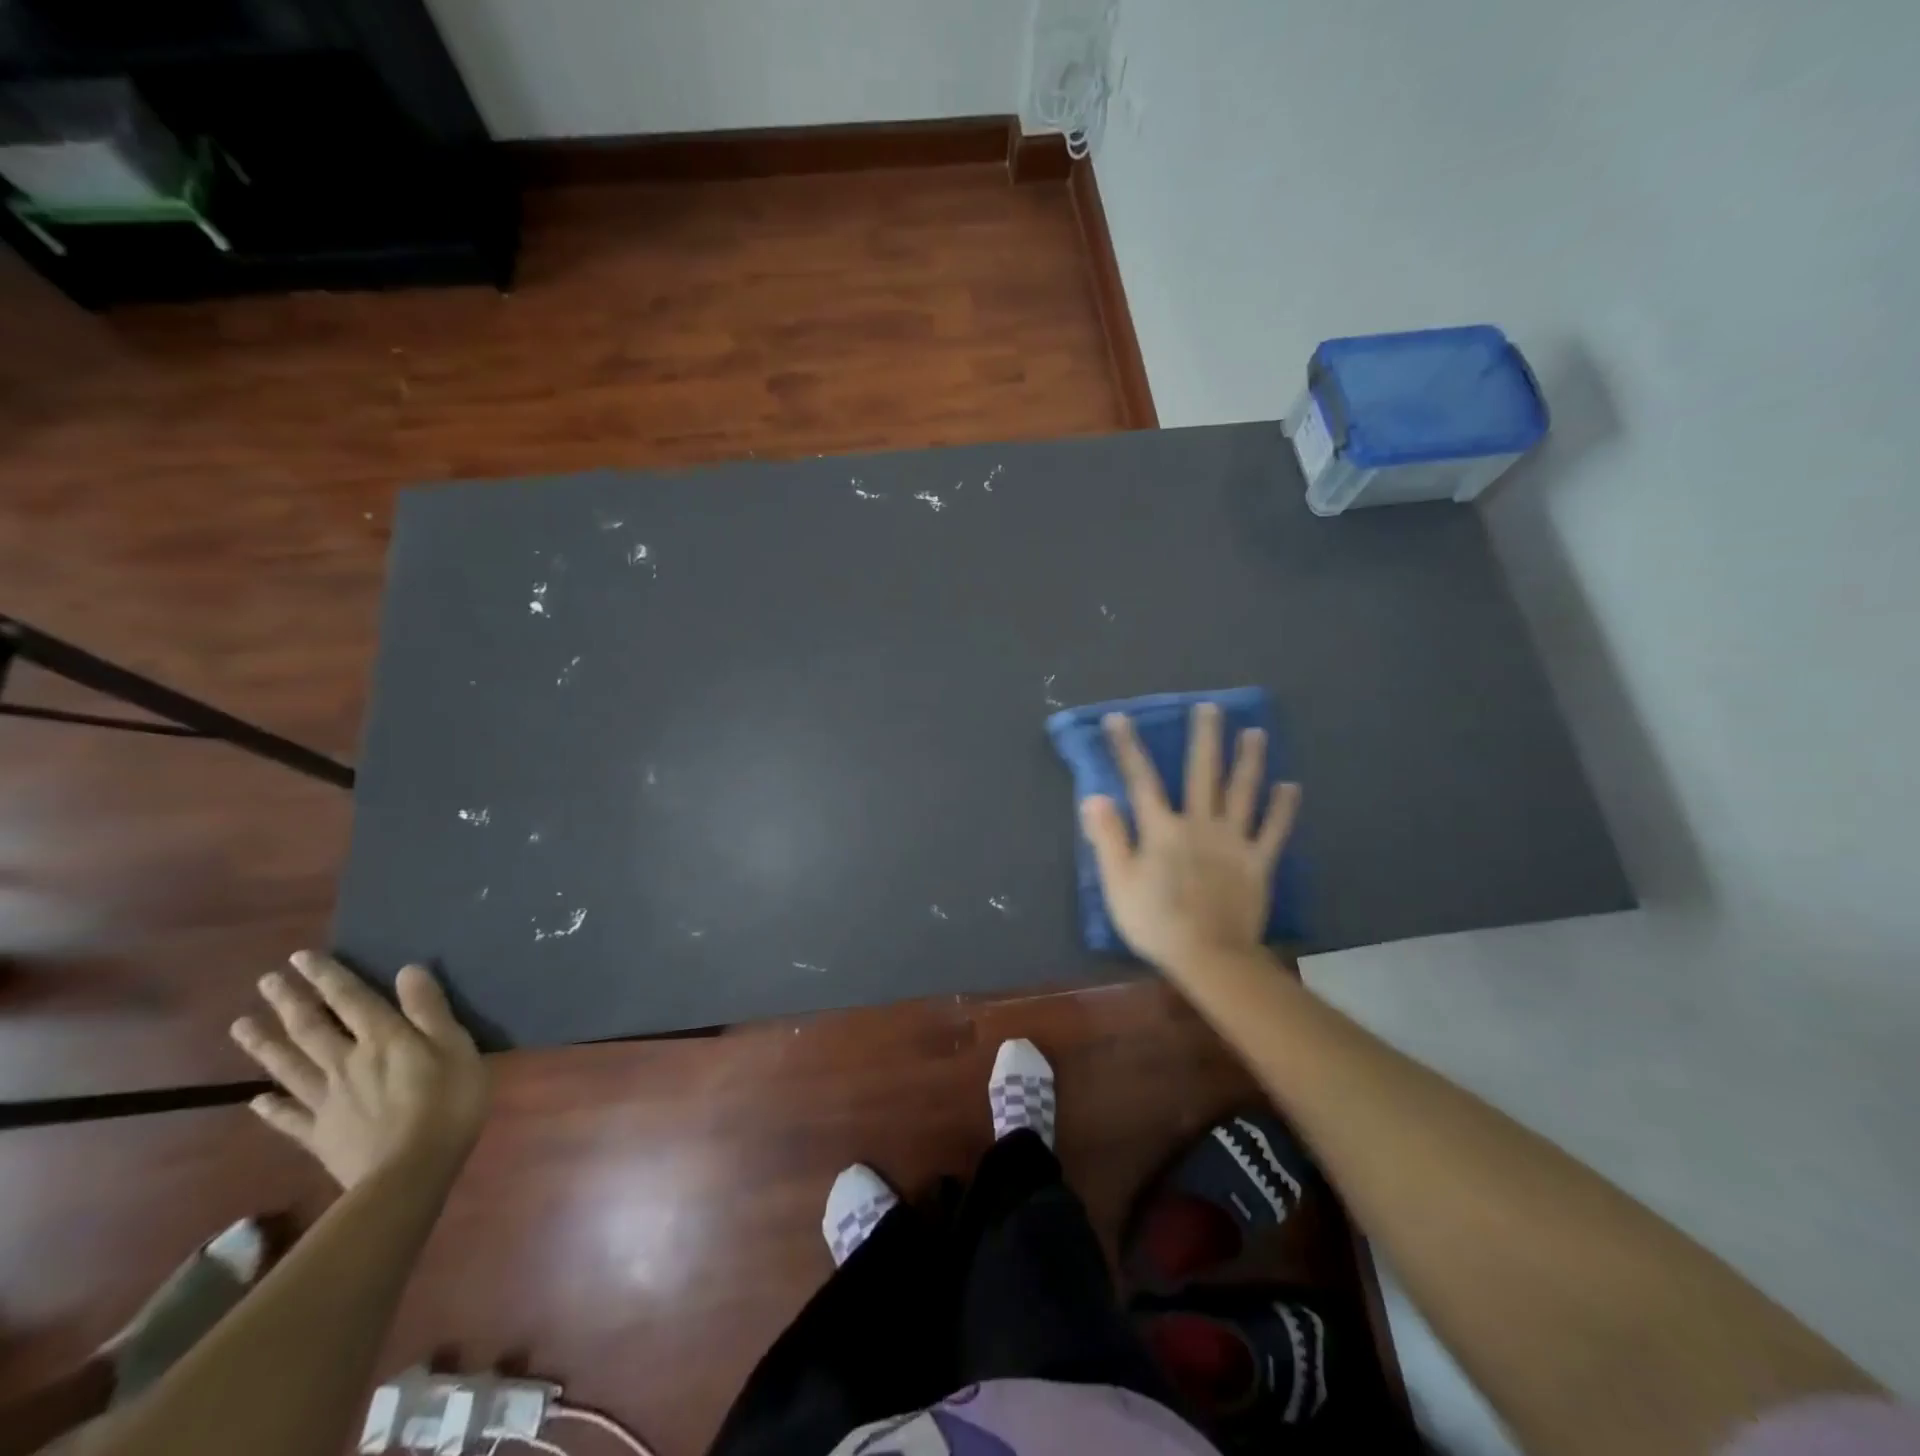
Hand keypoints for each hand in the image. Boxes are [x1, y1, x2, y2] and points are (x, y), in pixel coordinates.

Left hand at [231, 952, 488, 1189]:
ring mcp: (328, 1101)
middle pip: (312, 1028)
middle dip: (290, 1002)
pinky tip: (255, 1100)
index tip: (301, 957)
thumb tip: (408, 970)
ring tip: (242, 1025)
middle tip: (267, 981)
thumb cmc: (448, 1102)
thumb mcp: (455, 1047)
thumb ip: (430, 1010)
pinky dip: (270, 1107)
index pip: (351, 1000)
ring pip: (290, 1067)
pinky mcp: (321, 1135)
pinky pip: (290, 1117)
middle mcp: (347, 1063)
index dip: (328, 977)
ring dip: (266, 1045)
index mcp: (383, 1040)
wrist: (410, 1172)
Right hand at [1080, 703, 1300, 971]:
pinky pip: (1273, 830)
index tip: (1119, 719)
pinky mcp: (1258, 862)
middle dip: (1204, 739)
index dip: (1128, 748)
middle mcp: (1199, 824)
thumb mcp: (1117, 882)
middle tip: (1210, 708)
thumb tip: (1095, 797)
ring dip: (1248, 761)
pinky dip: (1283, 809)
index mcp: (1162, 830)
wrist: (1208, 955)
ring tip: (1255, 732)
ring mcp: (1233, 841)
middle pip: (1202, 774)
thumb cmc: (1155, 921)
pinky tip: (1291, 786)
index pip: (1141, 780)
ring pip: (1242, 793)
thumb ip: (1108, 837)